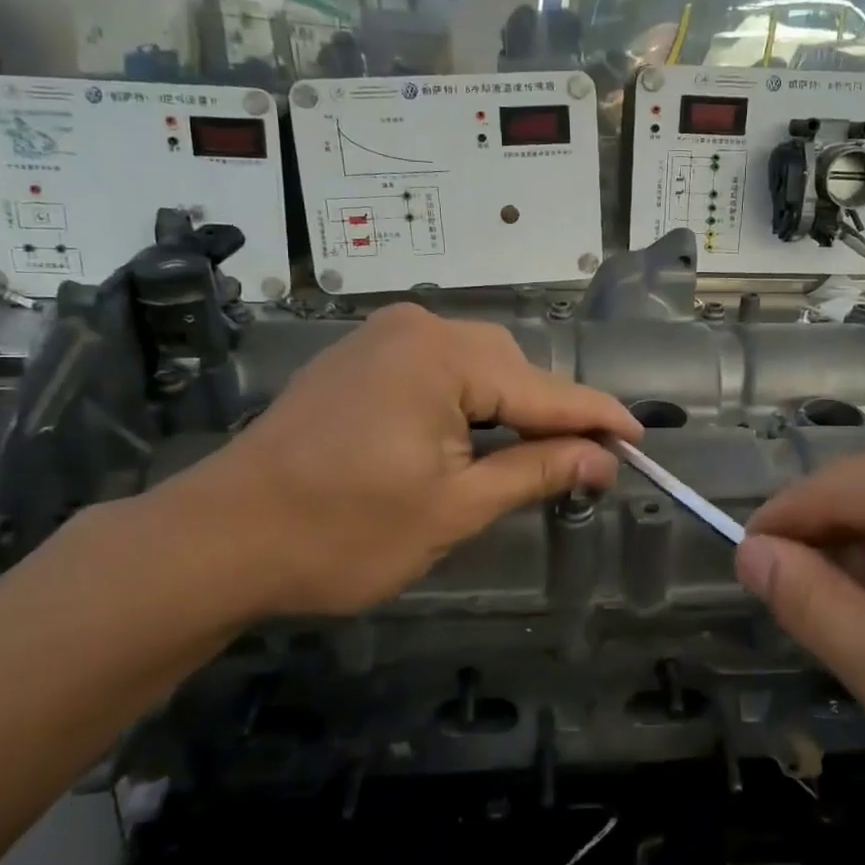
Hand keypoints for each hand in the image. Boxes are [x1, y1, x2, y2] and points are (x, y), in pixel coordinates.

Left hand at [144, 305, 640, 618]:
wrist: (221, 537)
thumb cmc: (343, 533)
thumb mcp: (453, 509)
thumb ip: (535, 471)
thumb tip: (604, 459)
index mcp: (443, 357)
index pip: (545, 389)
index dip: (598, 418)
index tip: (643, 438)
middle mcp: (417, 327)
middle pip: (512, 369)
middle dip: (550, 414)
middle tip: (584, 465)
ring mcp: (382, 338)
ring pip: (477, 367)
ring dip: (509, 409)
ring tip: (532, 456)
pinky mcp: (360, 358)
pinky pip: (438, 369)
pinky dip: (468, 402)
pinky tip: (472, 437)